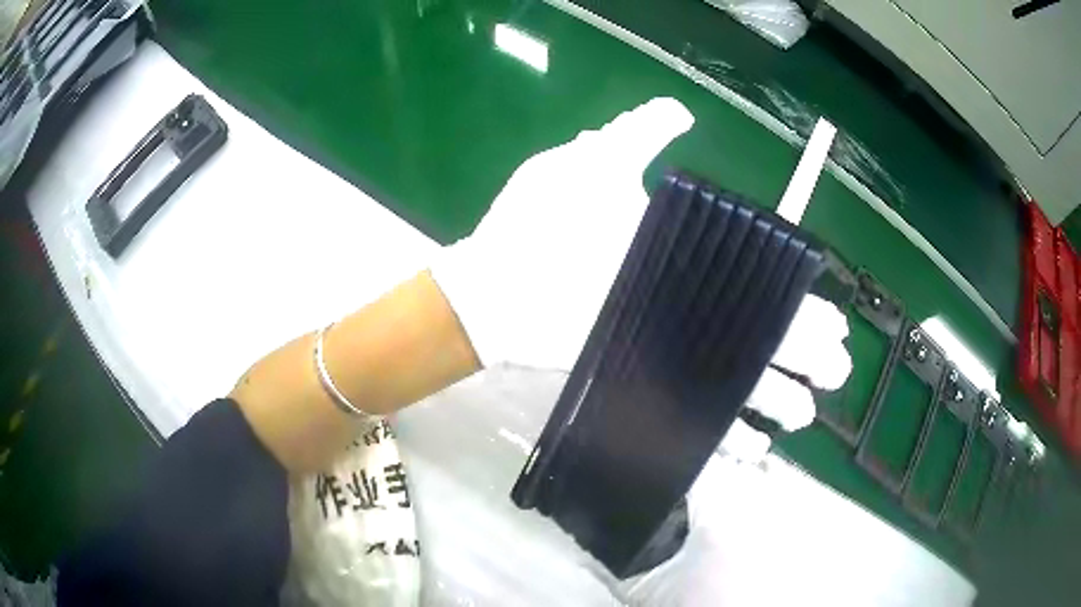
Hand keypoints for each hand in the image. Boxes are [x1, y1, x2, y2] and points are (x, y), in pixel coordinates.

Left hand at [433, 96, 850, 452]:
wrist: (491, 285)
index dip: (793, 299)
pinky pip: (688, 417)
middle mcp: (681, 304)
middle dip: (800, 353)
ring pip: (734, 378)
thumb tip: (682, 109)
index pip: (755, 280)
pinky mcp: (637, 384)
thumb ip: (638, 134)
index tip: (831, 317)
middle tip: (838, 370)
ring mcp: (661, 349)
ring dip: (773, 399)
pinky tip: (755, 454)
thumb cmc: (539, 223)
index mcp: (682, 255)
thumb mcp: (593, 164)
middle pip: (756, 333)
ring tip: (808, 415)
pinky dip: (720, 439)